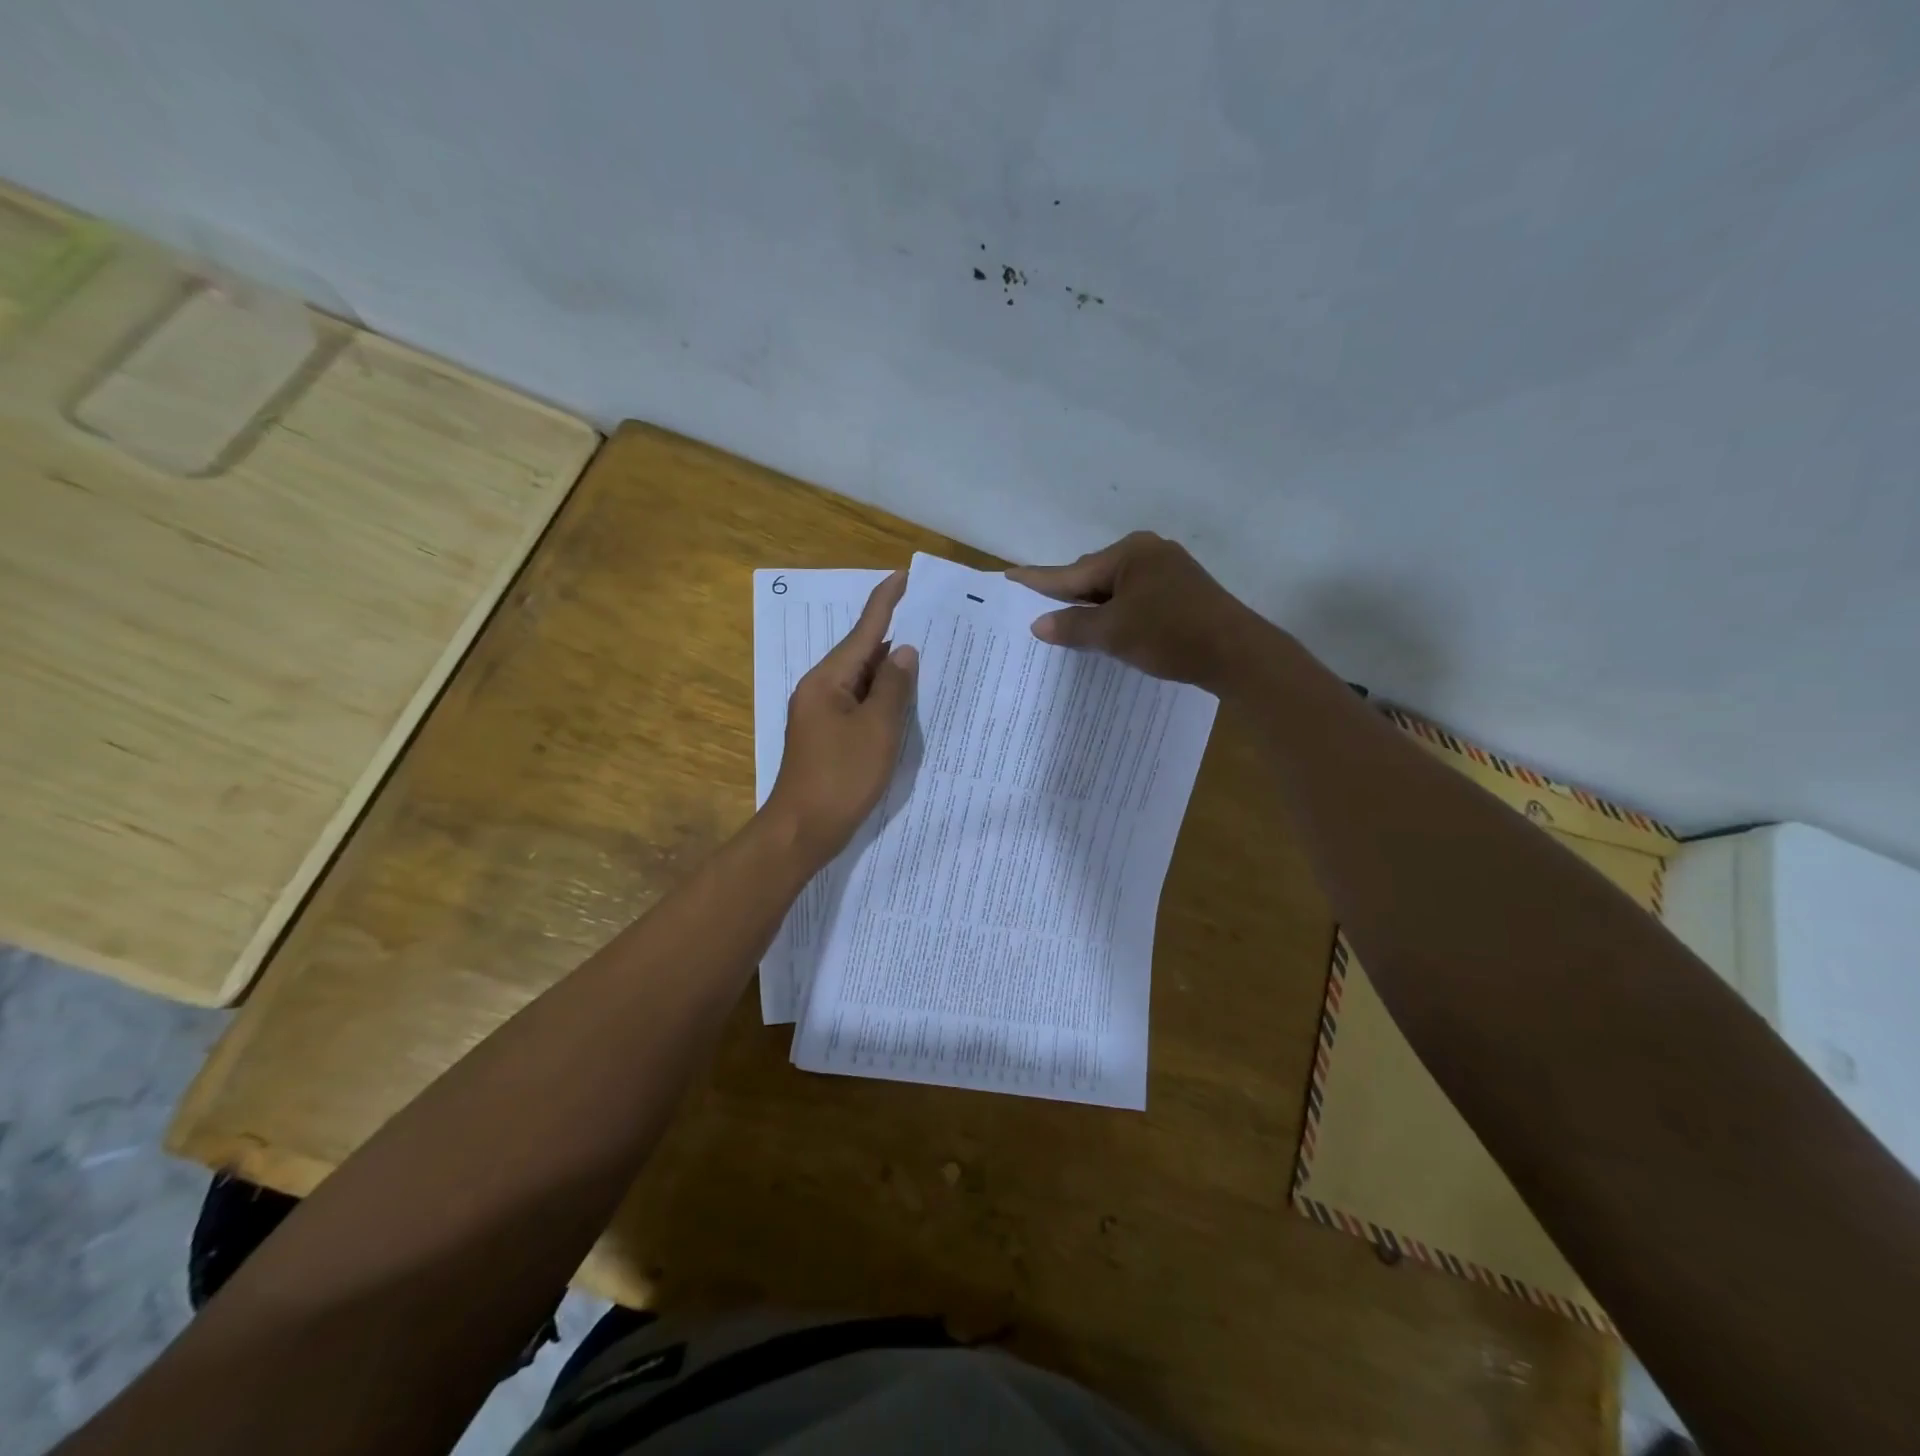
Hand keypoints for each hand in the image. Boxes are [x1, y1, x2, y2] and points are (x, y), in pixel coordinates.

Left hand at [764, 569, 917, 861]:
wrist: (803, 830)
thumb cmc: (841, 777)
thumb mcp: (877, 730)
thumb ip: (893, 687)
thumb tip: (904, 652)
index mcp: (828, 680)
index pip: (863, 630)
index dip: (885, 601)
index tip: (904, 575)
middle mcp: (820, 689)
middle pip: (861, 653)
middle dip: (894, 637)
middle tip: (931, 620)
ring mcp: (822, 713)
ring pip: (862, 681)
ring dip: (890, 670)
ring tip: (927, 656)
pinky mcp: (828, 735)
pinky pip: (859, 704)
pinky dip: (882, 697)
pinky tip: (904, 700)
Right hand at [1007, 531, 1266, 691]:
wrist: (1237, 654)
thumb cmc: (1170, 636)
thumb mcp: (1114, 634)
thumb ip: (1073, 626)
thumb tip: (1039, 624)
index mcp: (1129, 553)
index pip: (1073, 572)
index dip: (1040, 580)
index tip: (1010, 577)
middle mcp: (1149, 552)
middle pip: (1094, 577)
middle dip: (1070, 597)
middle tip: (1040, 614)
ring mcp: (1169, 570)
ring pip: (1116, 590)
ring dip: (1095, 609)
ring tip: (1071, 628)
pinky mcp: (1182, 591)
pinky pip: (1135, 598)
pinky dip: (1118, 614)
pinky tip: (1110, 631)